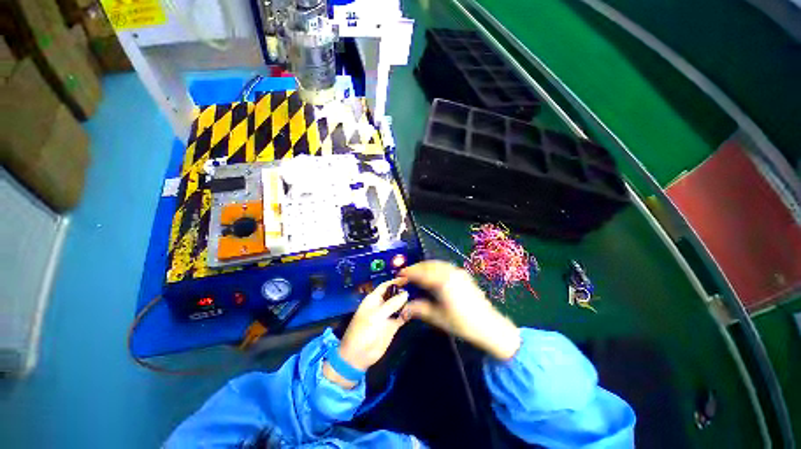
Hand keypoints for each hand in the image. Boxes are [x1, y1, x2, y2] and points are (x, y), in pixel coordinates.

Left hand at [324, 280, 408, 387]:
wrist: (359, 355)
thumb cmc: (364, 330)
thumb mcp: (378, 315)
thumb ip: (392, 304)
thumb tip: (406, 293)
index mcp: (374, 299)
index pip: (386, 285)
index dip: (396, 281)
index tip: (408, 277)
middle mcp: (381, 304)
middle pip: (394, 294)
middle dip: (404, 290)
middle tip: (418, 286)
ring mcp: (387, 315)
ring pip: (399, 305)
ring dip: (407, 301)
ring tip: (421, 295)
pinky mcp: (392, 326)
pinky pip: (401, 316)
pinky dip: (407, 313)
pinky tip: (416, 309)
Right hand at [397, 261, 519, 360]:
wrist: (488, 325)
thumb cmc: (462, 323)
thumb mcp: (438, 318)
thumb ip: (419, 309)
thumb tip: (403, 308)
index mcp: (442, 282)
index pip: (421, 273)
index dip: (408, 273)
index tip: (399, 275)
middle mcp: (450, 272)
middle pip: (427, 265)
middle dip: (415, 268)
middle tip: (405, 274)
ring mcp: (457, 272)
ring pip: (436, 264)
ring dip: (424, 266)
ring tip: (416, 274)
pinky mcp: (462, 274)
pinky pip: (444, 266)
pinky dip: (434, 267)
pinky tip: (431, 274)